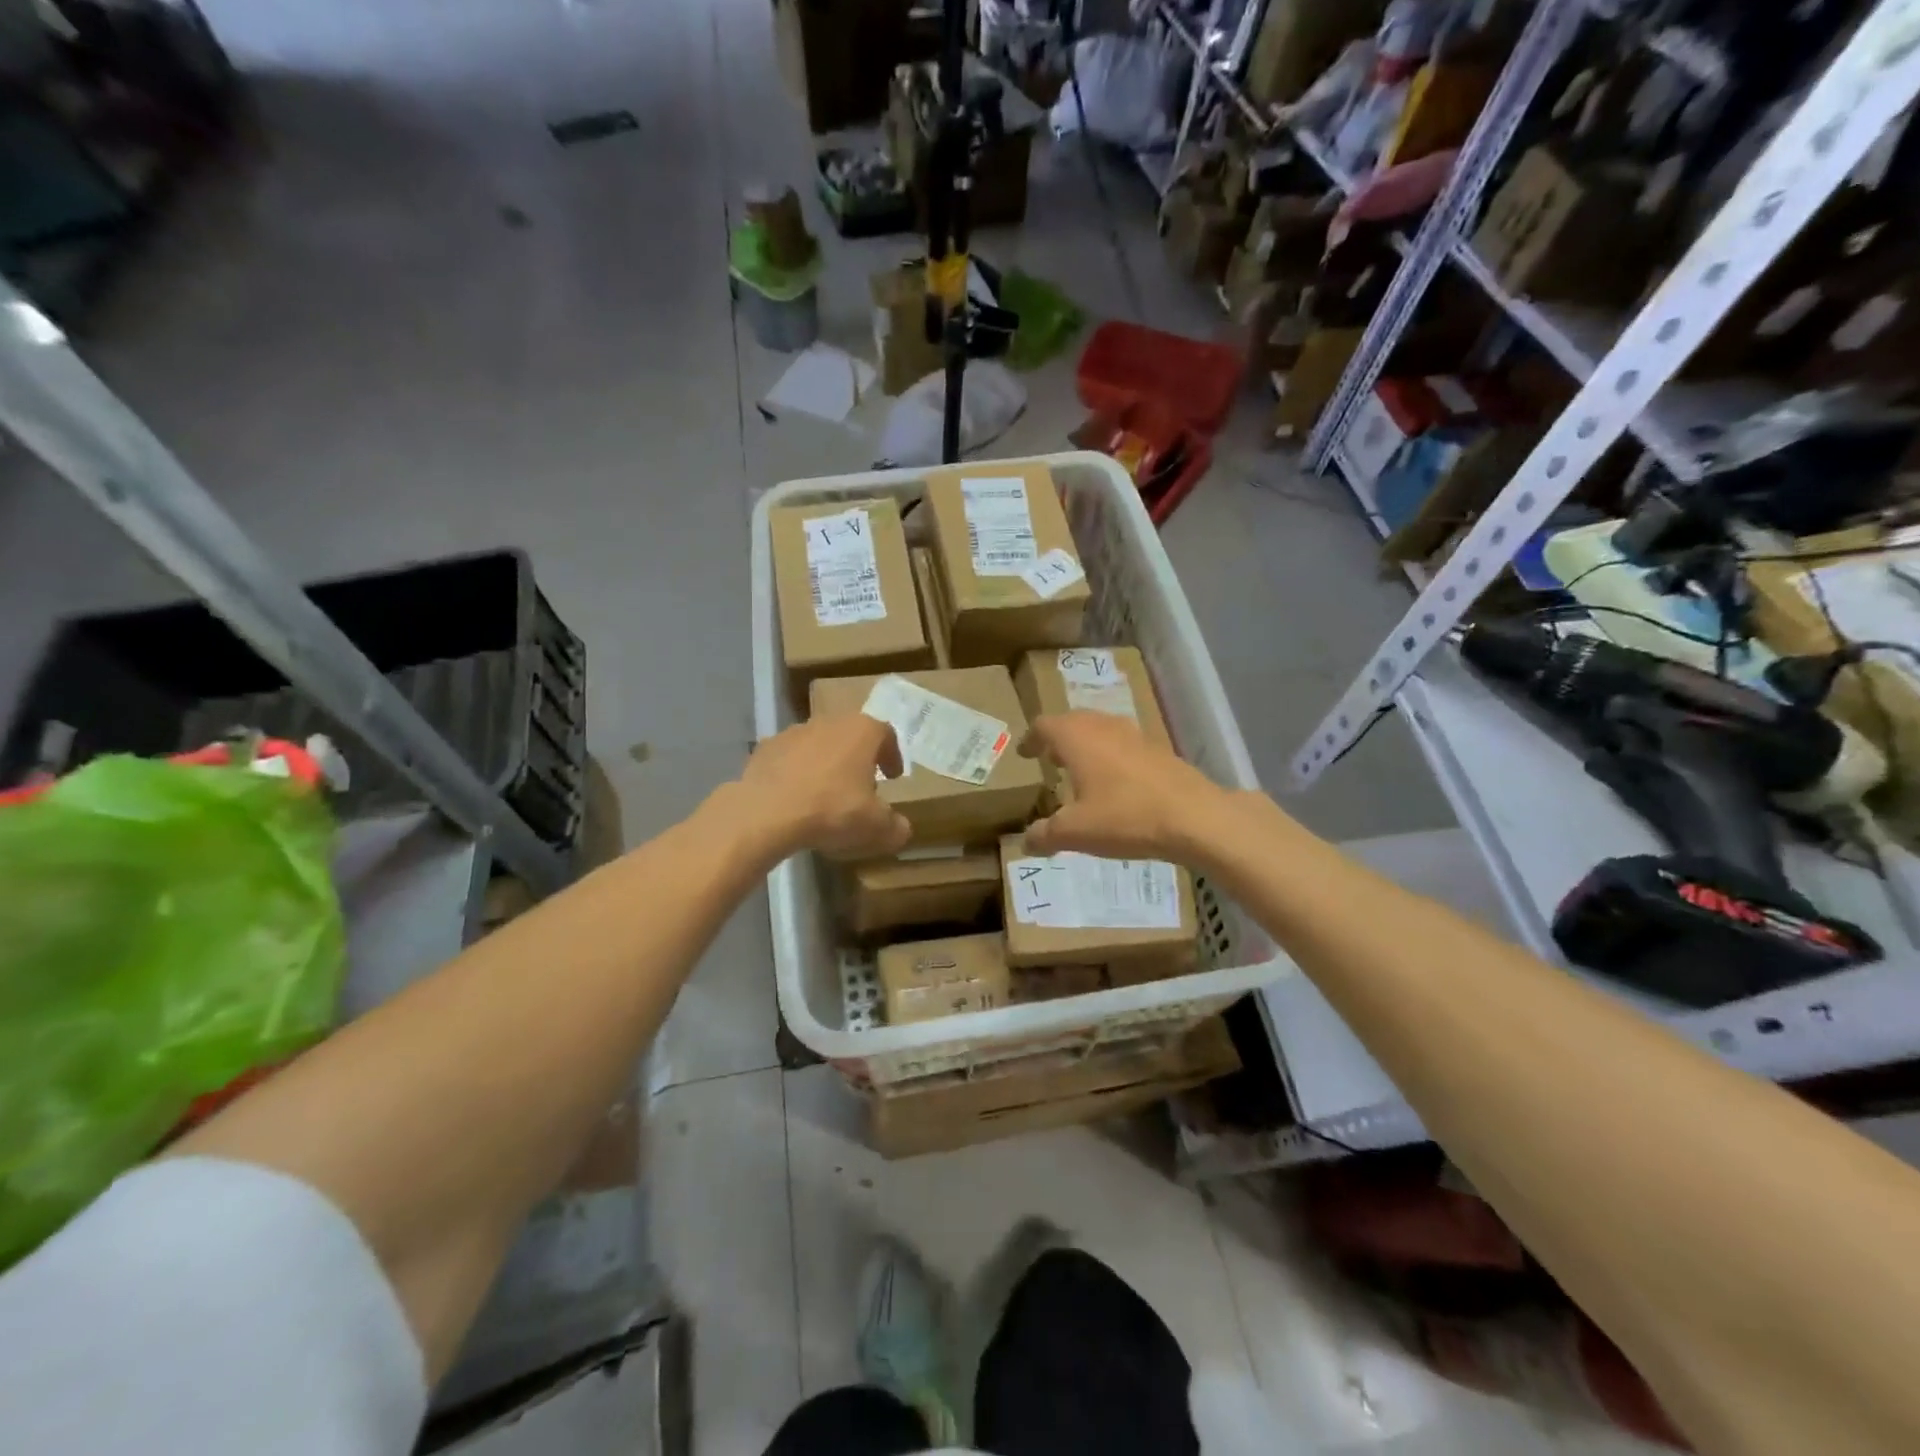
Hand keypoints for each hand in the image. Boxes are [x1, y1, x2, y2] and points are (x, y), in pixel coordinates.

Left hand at [732, 713, 911, 860]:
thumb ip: (895, 827)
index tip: (892, 777)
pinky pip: (789, 758)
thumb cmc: (832, 810)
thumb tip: (901, 829)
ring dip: (826, 763)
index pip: (886, 734)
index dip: (892, 755)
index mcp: (861, 731)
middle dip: (859, 758)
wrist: (766, 813)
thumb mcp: (875, 826)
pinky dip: (796, 772)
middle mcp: (829, 722)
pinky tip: (795, 797)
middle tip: (861, 785)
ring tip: (826, 793)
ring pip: (819, 744)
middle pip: (851, 735)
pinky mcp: (765, 748)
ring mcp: (793, 732)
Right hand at [1020, 712, 1232, 860]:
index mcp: (1076, 737)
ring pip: (1101, 730)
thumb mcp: (1075, 832)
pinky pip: (1124, 744)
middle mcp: (1104, 726)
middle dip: (1058, 739)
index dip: (1030, 739)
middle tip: (1049, 759)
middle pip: (1073, 721)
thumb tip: (1026, 842)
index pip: (1044, 725)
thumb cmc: (1125, 817)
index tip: (1024, 754)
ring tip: (1080, 771)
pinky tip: (1116, 784)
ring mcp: (1135, 735)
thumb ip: (1045, 834)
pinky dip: (1111, 756)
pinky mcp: (1159, 749)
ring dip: (1086, 745)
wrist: (1195, 817)